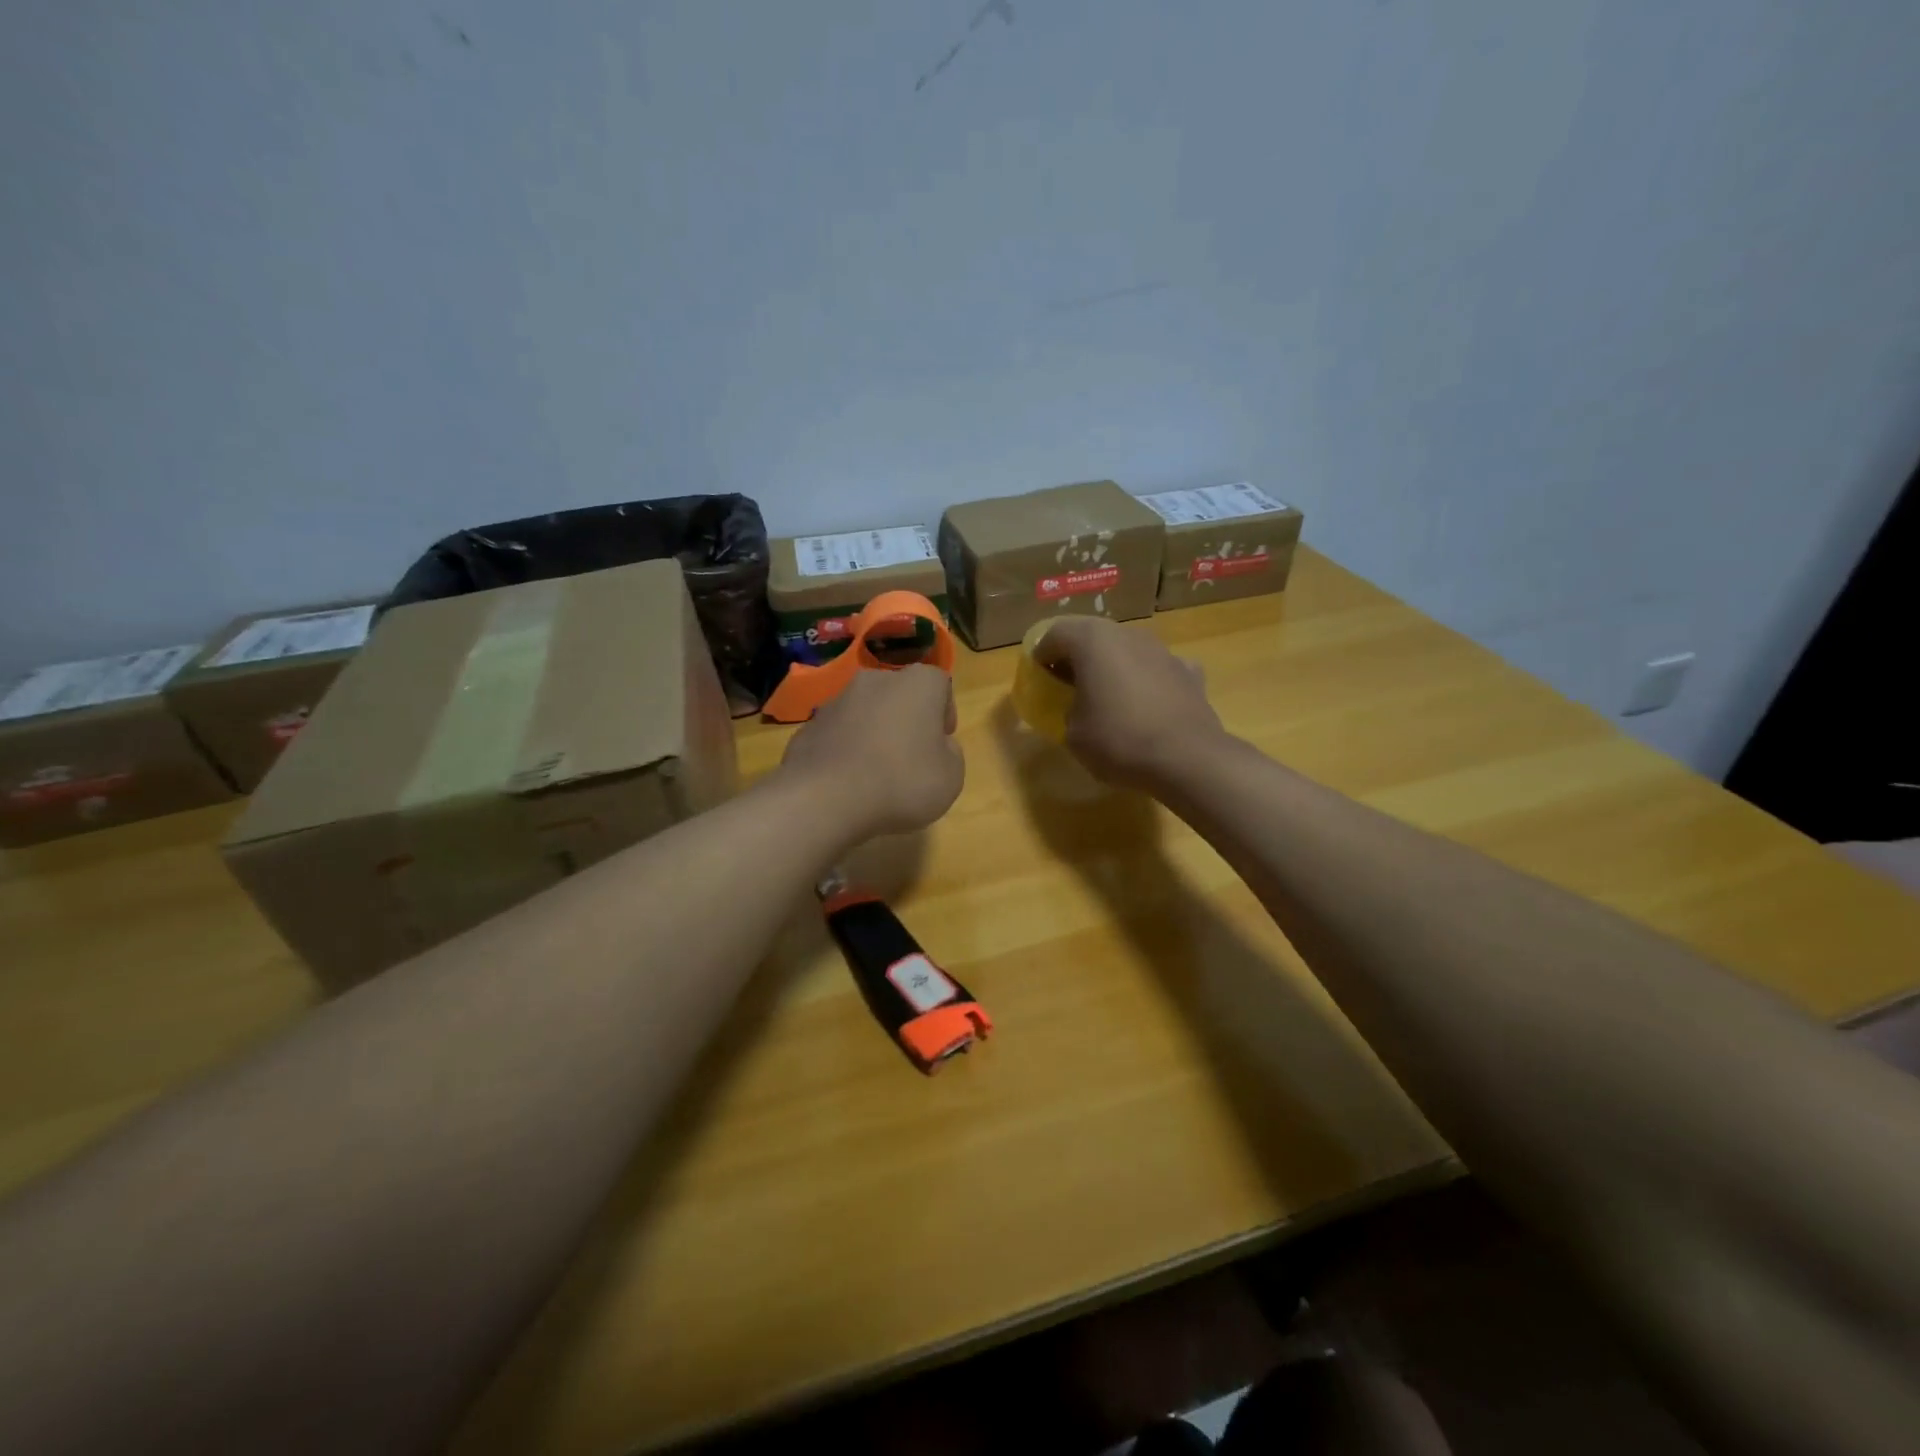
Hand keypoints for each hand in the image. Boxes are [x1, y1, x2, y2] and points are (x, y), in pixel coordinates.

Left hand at [778, 665, 964, 840]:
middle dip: (906, 720)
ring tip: (875, 775)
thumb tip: (938, 746)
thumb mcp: (951, 777)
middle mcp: (875, 680)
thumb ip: (951, 753)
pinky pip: (837, 735)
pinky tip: (846, 783)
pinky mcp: (808, 727)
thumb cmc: (902, 782)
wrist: (825, 799)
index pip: (940, 684)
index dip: (944, 713)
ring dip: (873, 734)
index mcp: (917, 684)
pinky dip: (845, 751)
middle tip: (911, 757)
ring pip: (865, 713)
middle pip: (899, 695)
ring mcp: (836, 701)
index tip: (942, 742)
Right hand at [1032, 618, 1225, 789]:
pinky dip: (1148, 681)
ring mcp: (1163, 650)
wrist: (1187, 758)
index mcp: (1093, 641)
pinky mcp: (1189, 672)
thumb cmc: (1119, 740)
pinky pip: (1157, 670)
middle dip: (1077, 657)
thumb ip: (1068, 709)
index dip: (1041, 655)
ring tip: (1108, 697)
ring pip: (1127, 650)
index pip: (1054, 633)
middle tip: (1068, 685)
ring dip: (1114, 666)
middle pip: (1093, 636)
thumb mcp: (1072, 733)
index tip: (1039, 678)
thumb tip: (1079, 707)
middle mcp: (1128, 634)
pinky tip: (1147, 705)